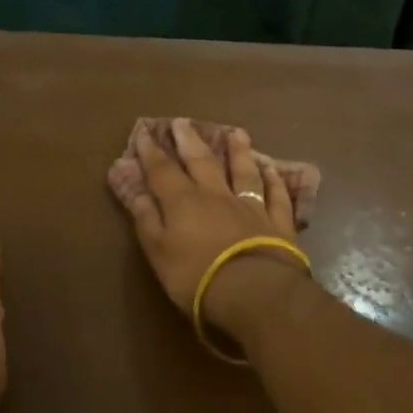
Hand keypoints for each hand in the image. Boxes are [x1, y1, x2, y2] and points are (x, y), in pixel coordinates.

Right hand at [113, 118, 307, 329]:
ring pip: (243, 171)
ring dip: (238, 151)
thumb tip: (135, 192)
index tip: (143, 132)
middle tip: (183, 121)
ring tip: (236, 133)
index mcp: (183, 201)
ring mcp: (250, 206)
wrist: (255, 291)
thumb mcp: (159, 253)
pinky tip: (272, 170)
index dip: (151, 151)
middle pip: (202, 161)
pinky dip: (274, 181)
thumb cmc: (197, 276)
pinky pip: (276, 196)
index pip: (162, 170)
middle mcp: (216, 195)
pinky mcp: (277, 223)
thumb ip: (147, 220)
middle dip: (190, 140)